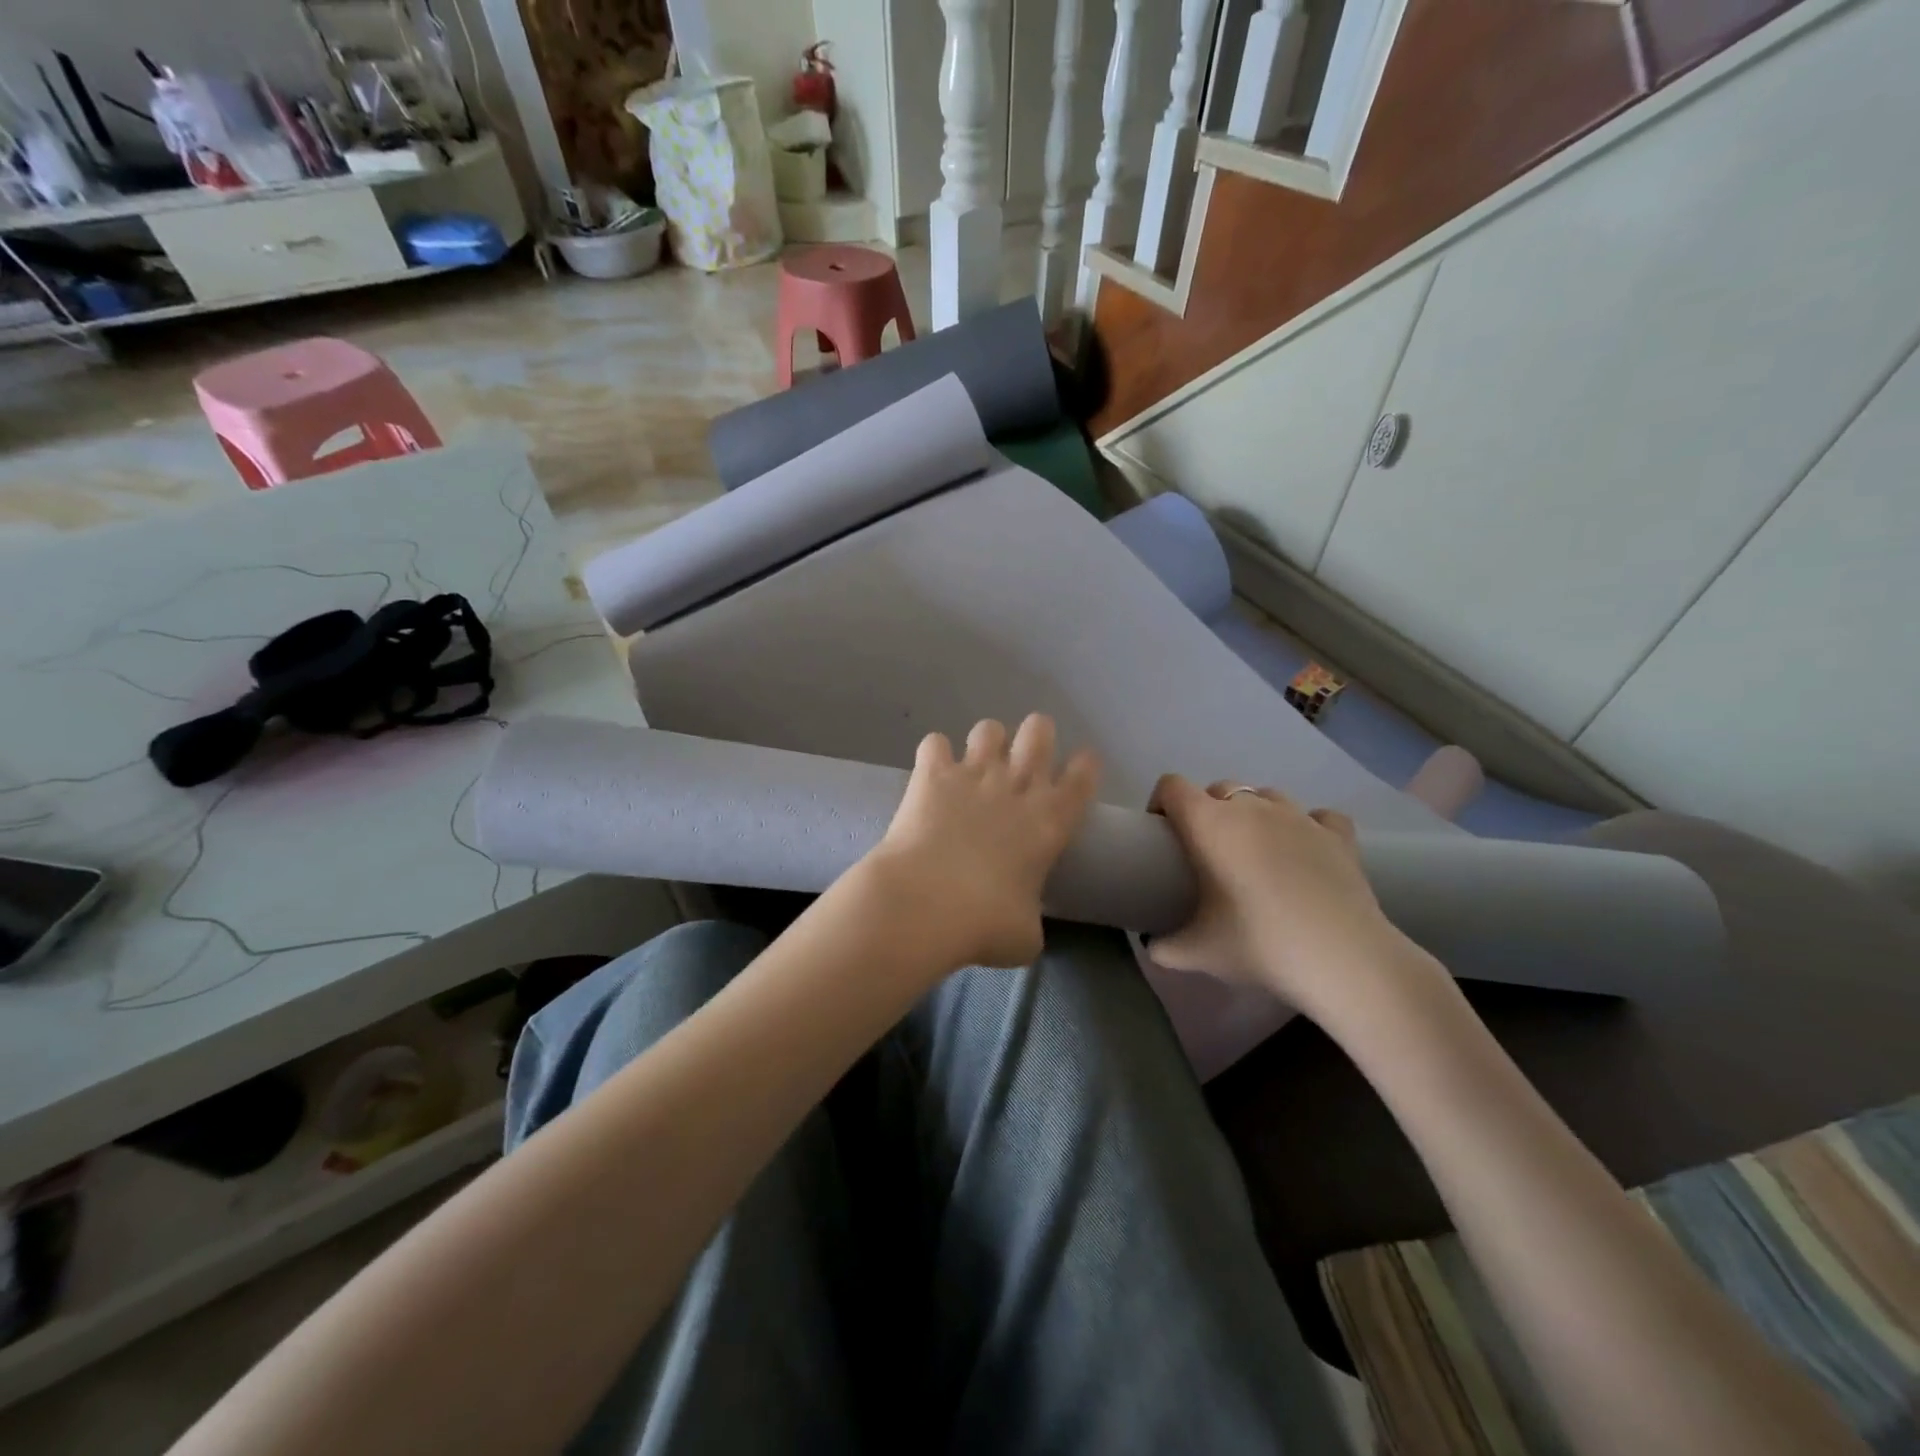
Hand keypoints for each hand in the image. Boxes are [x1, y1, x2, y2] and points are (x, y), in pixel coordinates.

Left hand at [865, 715, 1099, 969]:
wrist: (927, 904)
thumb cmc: (985, 924)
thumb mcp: (1025, 936)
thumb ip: (1030, 922)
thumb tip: (1020, 927)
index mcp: (1052, 820)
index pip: (1084, 775)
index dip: (1084, 766)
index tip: (1079, 769)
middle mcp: (1017, 786)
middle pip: (1039, 730)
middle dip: (1035, 738)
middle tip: (1023, 761)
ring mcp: (974, 774)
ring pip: (989, 728)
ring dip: (986, 742)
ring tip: (976, 765)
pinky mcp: (932, 774)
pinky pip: (935, 743)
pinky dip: (935, 755)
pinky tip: (932, 772)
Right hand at [1146, 775, 1441, 1027]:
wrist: (1342, 959)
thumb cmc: (1258, 944)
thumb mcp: (1197, 953)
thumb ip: (1164, 948)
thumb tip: (1153, 948)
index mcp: (1209, 824)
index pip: (1171, 786)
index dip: (1160, 802)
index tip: (1161, 833)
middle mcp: (1251, 808)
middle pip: (1218, 788)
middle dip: (1207, 811)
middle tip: (1209, 853)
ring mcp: (1299, 816)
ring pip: (1266, 796)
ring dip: (1255, 815)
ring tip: (1257, 852)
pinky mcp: (1338, 834)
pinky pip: (1318, 816)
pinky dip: (1308, 827)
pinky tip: (1307, 851)